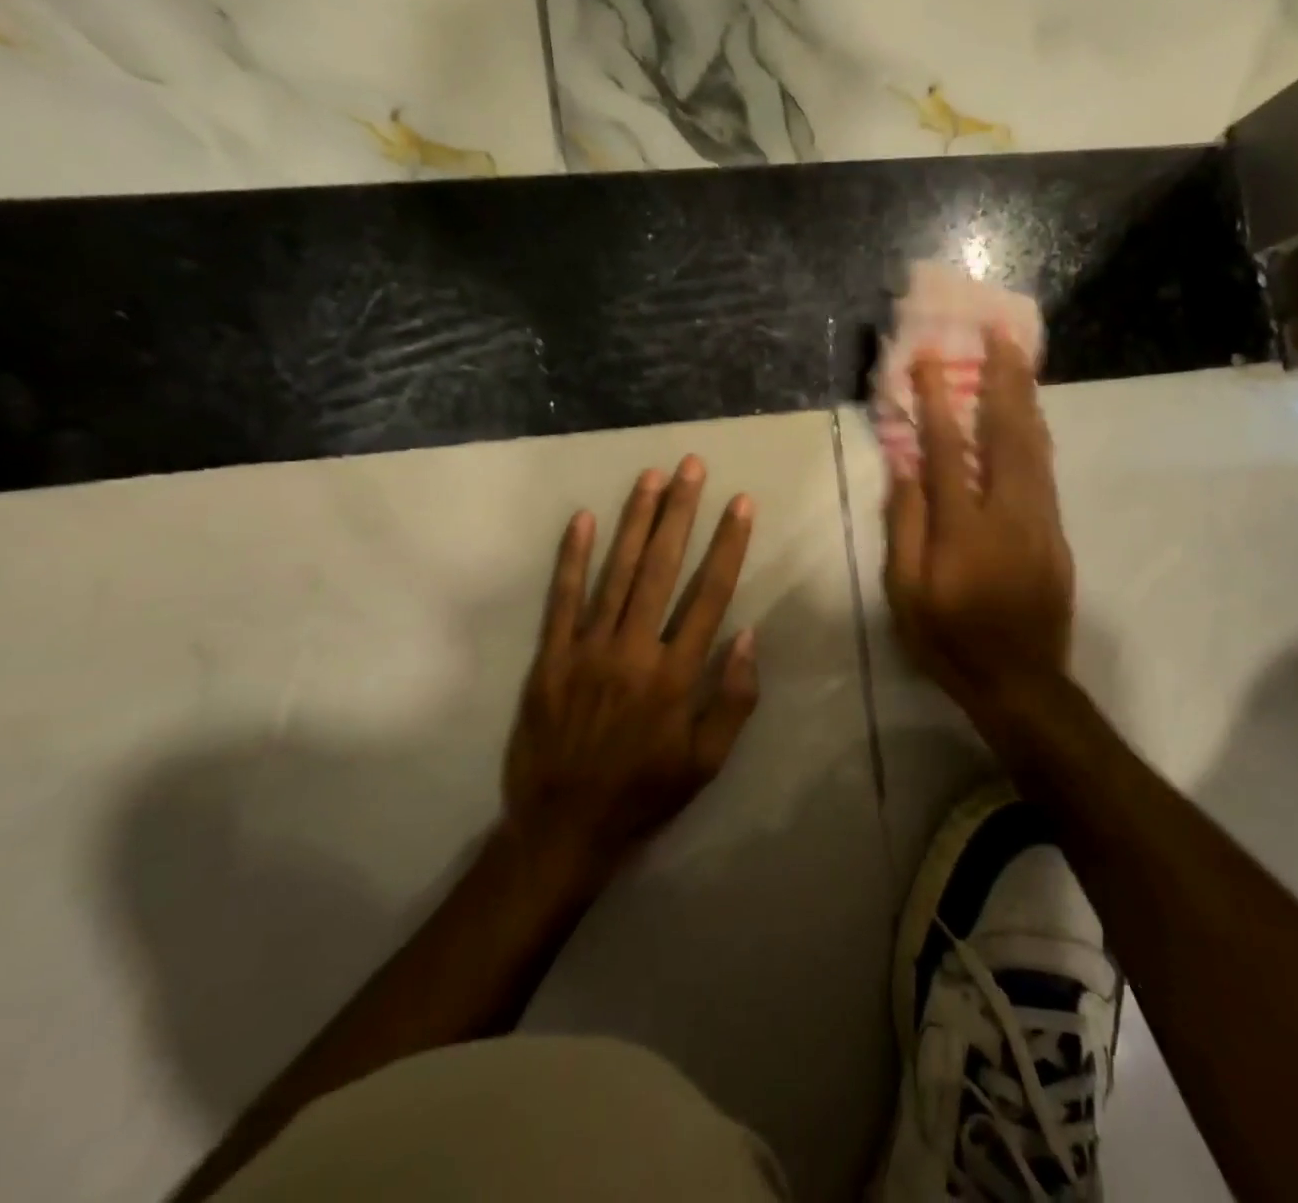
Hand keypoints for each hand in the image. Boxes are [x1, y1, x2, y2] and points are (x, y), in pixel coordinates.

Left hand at [500, 456, 759, 883]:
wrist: (563, 829)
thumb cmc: (645, 793)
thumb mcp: (707, 762)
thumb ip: (733, 699)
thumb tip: (746, 636)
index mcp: (675, 675)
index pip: (709, 594)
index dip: (727, 545)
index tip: (739, 504)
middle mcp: (633, 650)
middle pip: (662, 568)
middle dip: (680, 513)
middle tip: (691, 467)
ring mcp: (587, 650)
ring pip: (616, 572)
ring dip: (635, 521)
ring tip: (650, 477)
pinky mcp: (551, 658)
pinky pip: (562, 599)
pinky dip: (572, 557)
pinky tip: (583, 519)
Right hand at [885, 328, 1074, 727]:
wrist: (1022, 681)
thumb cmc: (951, 639)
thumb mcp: (907, 594)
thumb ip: (906, 526)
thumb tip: (905, 467)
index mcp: (963, 528)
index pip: (947, 449)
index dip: (936, 400)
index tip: (928, 358)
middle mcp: (1008, 512)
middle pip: (1007, 432)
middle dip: (1001, 378)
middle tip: (999, 333)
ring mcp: (1039, 519)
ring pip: (1035, 444)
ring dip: (1024, 396)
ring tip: (1018, 356)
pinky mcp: (1055, 531)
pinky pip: (1046, 469)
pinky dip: (1036, 432)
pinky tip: (1029, 413)